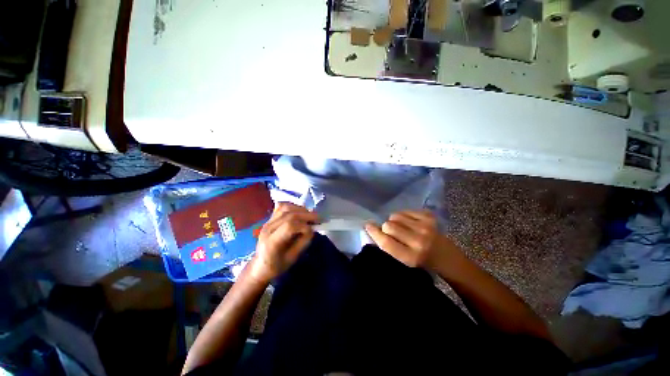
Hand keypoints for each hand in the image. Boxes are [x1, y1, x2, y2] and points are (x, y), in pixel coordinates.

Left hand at [247, 202, 317, 282]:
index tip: (315, 229)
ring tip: (310, 215)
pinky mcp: (270, 218)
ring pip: (286, 207)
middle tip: (318, 219)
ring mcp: (267, 222)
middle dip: (307, 215)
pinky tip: (300, 212)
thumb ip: (303, 242)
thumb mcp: (293, 258)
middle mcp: (268, 228)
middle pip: (289, 214)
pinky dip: (294, 207)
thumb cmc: (277, 266)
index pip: (289, 226)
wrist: (260, 265)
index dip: (305, 225)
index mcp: (271, 242)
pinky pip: (282, 207)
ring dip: (301, 209)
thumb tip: (312, 229)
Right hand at [365, 210, 452, 269]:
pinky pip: (405, 210)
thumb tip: (373, 228)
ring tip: (402, 227)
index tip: (368, 225)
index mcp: (411, 257)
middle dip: (386, 227)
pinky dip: (403, 215)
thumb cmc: (421, 261)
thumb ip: (389, 246)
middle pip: (389, 225)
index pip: (386, 242)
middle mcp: (419, 241)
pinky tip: (410, 223)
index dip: (374, 233)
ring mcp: (425, 227)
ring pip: (395, 216)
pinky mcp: (429, 216)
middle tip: (391, 231)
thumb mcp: (404, 261)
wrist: (446, 256)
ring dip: (394, 220)